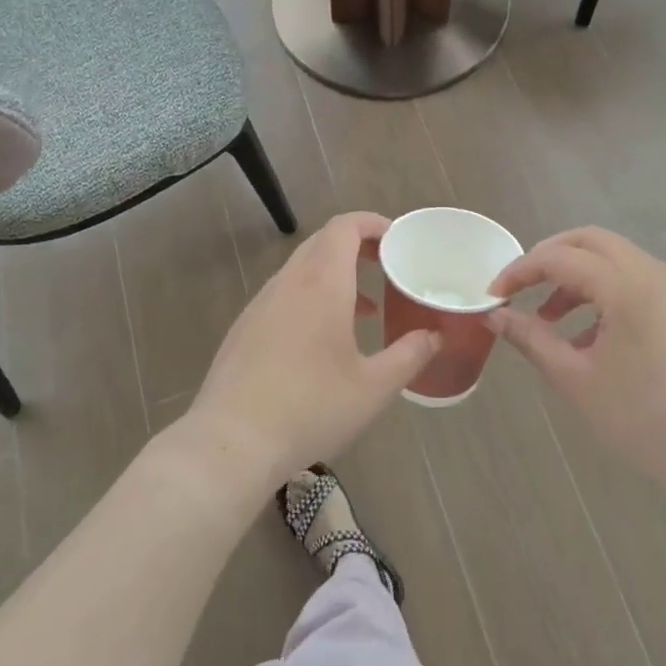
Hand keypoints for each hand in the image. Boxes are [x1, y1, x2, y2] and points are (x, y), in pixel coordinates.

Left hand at [180, 212, 439, 494]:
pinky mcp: (244, 328)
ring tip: (365, 310)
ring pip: (302, 269)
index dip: (372, 223)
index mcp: (321, 284)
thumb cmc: (310, 409)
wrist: (231, 442)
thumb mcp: (373, 388)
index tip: (398, 239)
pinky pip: (284, 294)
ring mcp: (260, 304)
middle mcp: (288, 282)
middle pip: (323, 242)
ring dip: (335, 275)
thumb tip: (434, 336)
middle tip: (387, 267)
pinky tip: (324, 340)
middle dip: (357, 247)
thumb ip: (410, 355)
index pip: (344, 227)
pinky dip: (311, 297)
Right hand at [491, 227, 665, 494]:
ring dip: (576, 276)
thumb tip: (495, 315)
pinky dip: (603, 291)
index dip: (519, 271)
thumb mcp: (576, 380)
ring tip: (550, 319)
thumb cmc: (645, 419)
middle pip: (589, 241)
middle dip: (548, 258)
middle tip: (520, 289)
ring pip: (614, 258)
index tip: (493, 296)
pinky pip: (635, 280)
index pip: (559, 257)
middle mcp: (653, 272)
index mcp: (626, 286)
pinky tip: (589, 336)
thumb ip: (532, 339)